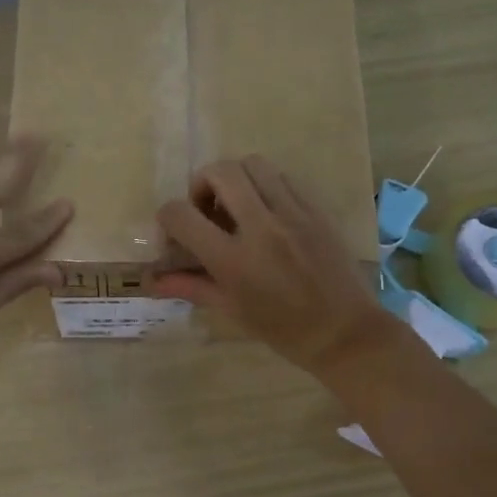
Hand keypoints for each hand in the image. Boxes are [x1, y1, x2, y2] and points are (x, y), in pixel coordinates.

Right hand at [152, 155, 398, 378]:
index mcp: (233, 260)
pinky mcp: (316, 209)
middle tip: (206, 209)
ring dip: (235, 178)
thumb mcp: (232, 310)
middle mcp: (261, 227)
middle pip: (220, 172)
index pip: (181, 215)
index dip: (168, 218)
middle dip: (201, 184)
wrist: (344, 332)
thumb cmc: (283, 330)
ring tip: (238, 204)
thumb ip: (190, 286)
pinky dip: (265, 185)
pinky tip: (268, 211)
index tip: (177, 233)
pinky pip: (283, 178)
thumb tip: (152, 280)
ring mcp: (293, 214)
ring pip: (253, 164)